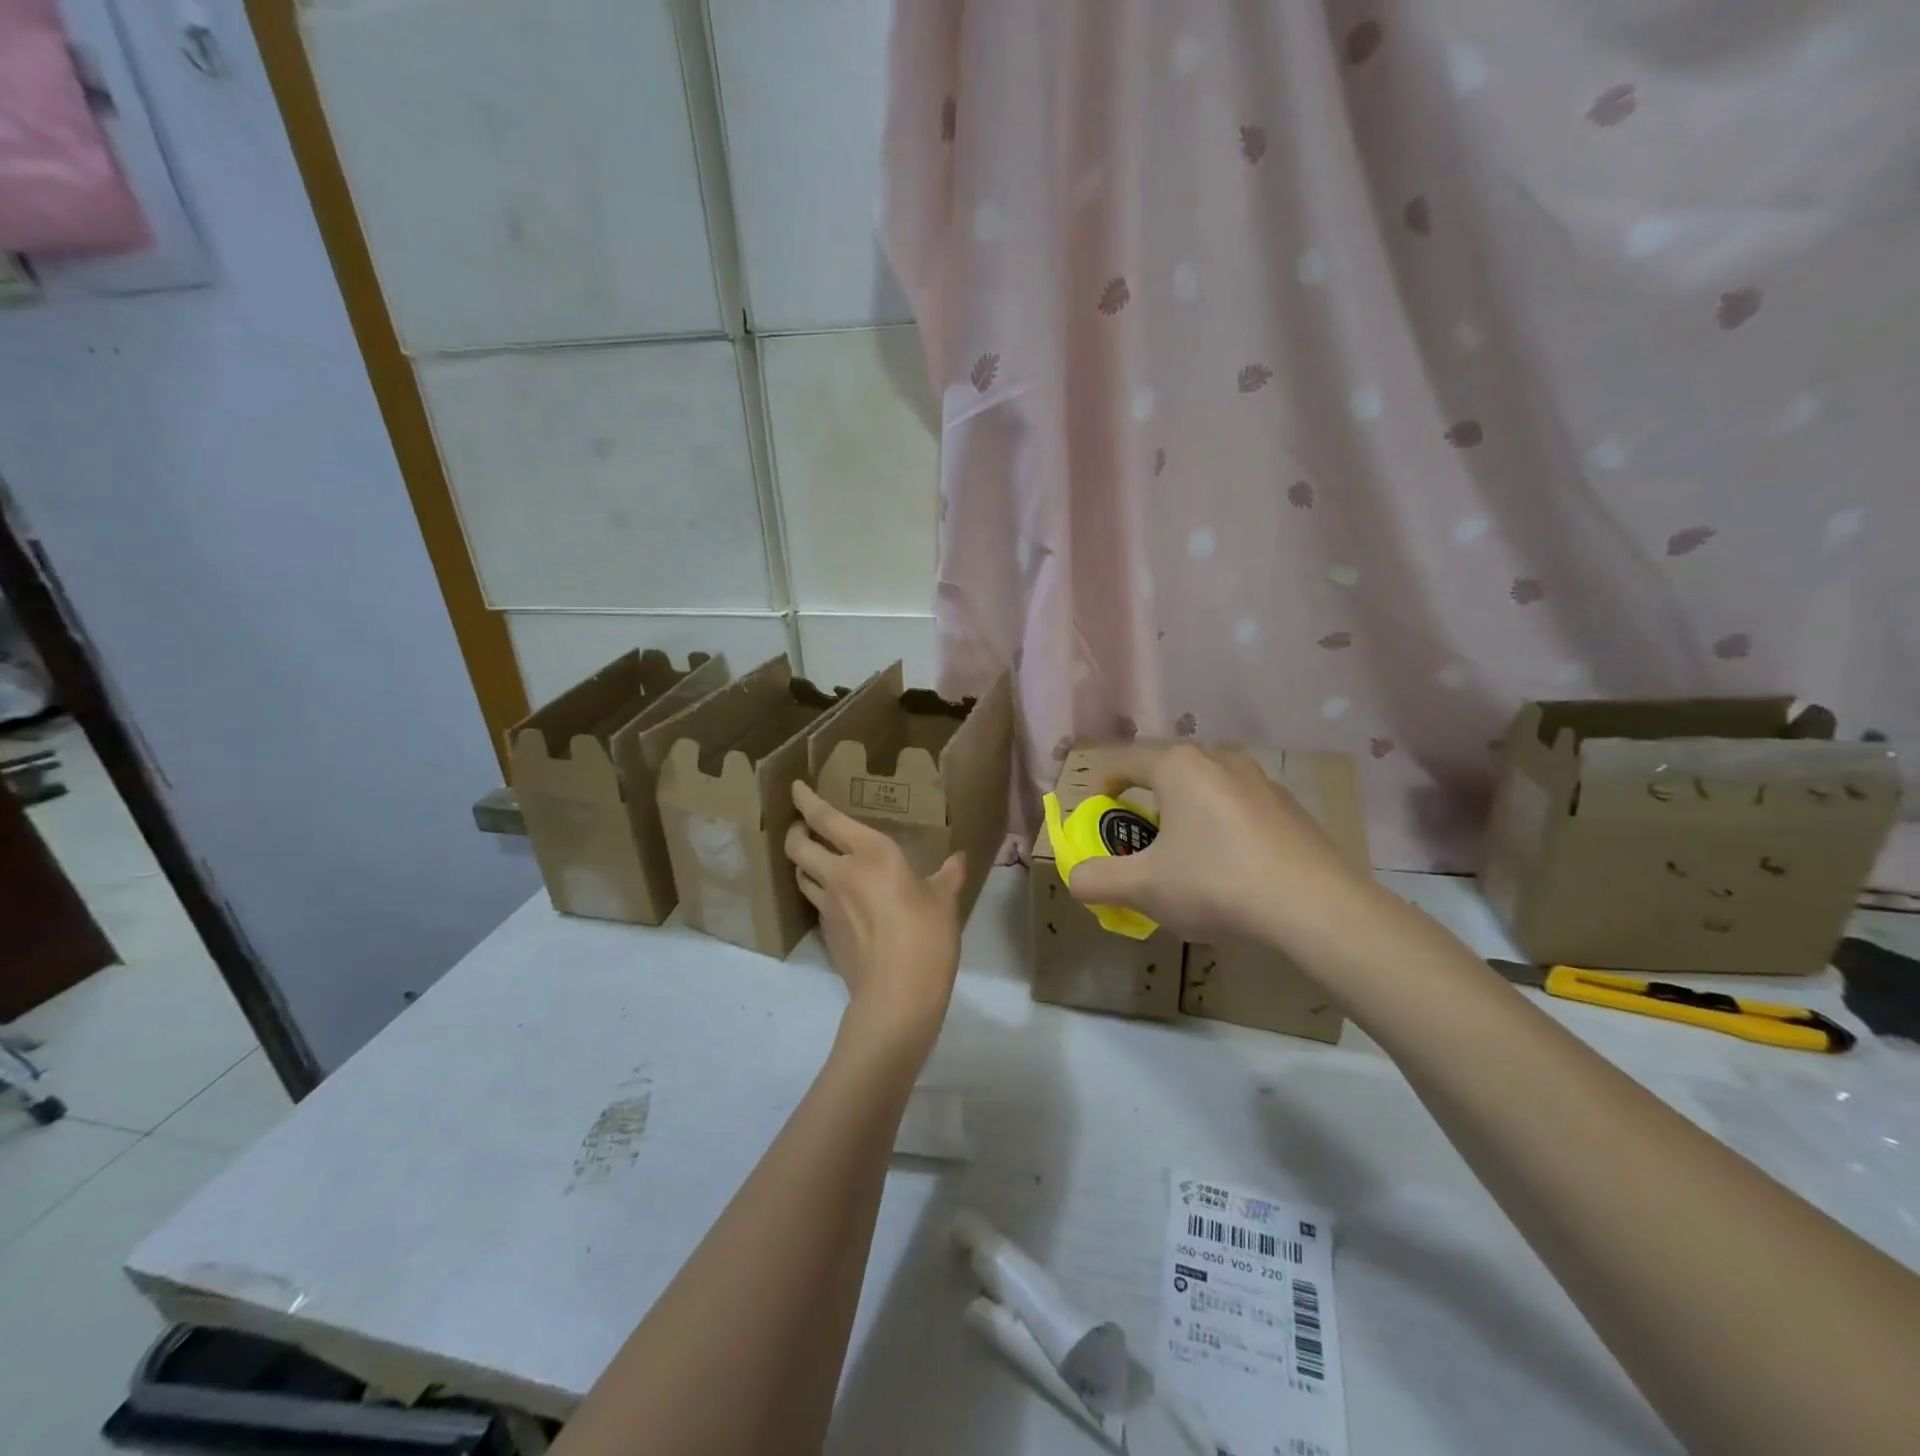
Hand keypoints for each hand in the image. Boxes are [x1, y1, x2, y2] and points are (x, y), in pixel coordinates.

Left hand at [785, 781, 966, 1051]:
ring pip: (800, 874)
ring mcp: (828, 906)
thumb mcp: (944, 900)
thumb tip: (958, 860)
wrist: (897, 993)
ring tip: (813, 859)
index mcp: (869, 853)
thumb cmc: (926, 934)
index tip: (795, 788)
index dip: (807, 801)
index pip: (826, 818)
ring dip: (802, 862)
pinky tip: (835, 899)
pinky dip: (818, 892)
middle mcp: (840, 873)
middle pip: (799, 845)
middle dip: (795, 831)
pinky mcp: (826, 934)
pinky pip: (815, 902)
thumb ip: (947, 876)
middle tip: (802, 827)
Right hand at [1063, 744, 1365, 948]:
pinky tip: (1230, 867)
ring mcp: (1260, 779)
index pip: (1120, 761)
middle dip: (1142, 799)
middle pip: (1163, 770)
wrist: (1317, 909)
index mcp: (1177, 765)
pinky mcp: (1289, 806)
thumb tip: (1075, 877)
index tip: (1094, 816)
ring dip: (1183, 811)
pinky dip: (1220, 825)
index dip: (1098, 786)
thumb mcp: (1144, 888)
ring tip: (1183, 853)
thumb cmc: (1216, 884)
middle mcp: (1218, 758)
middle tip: (1136, 838)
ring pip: (1204, 787)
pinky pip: (1237, 806)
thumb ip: (1096, 879)